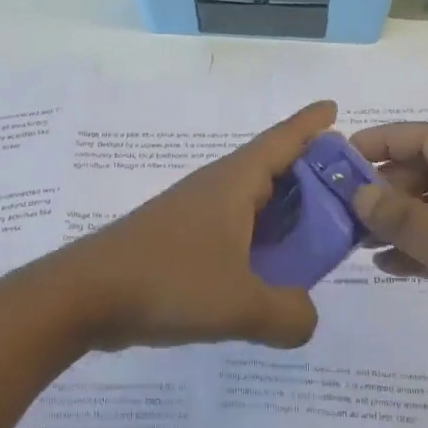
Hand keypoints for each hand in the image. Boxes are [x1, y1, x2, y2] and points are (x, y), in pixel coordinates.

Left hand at [53, 101, 337, 351]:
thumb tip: (306, 318)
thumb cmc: (167, 282)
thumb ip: (290, 314)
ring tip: (316, 238)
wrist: (82, 297)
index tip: (335, 109)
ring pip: (250, 204)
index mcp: (233, 183)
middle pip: (271, 171)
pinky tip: (267, 270)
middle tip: (346, 194)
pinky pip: (231, 232)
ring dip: (283, 214)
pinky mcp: (177, 242)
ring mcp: (193, 215)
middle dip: (309, 176)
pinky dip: (257, 242)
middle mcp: (215, 190)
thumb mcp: (241, 305)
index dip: (311, 125)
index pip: (282, 141)